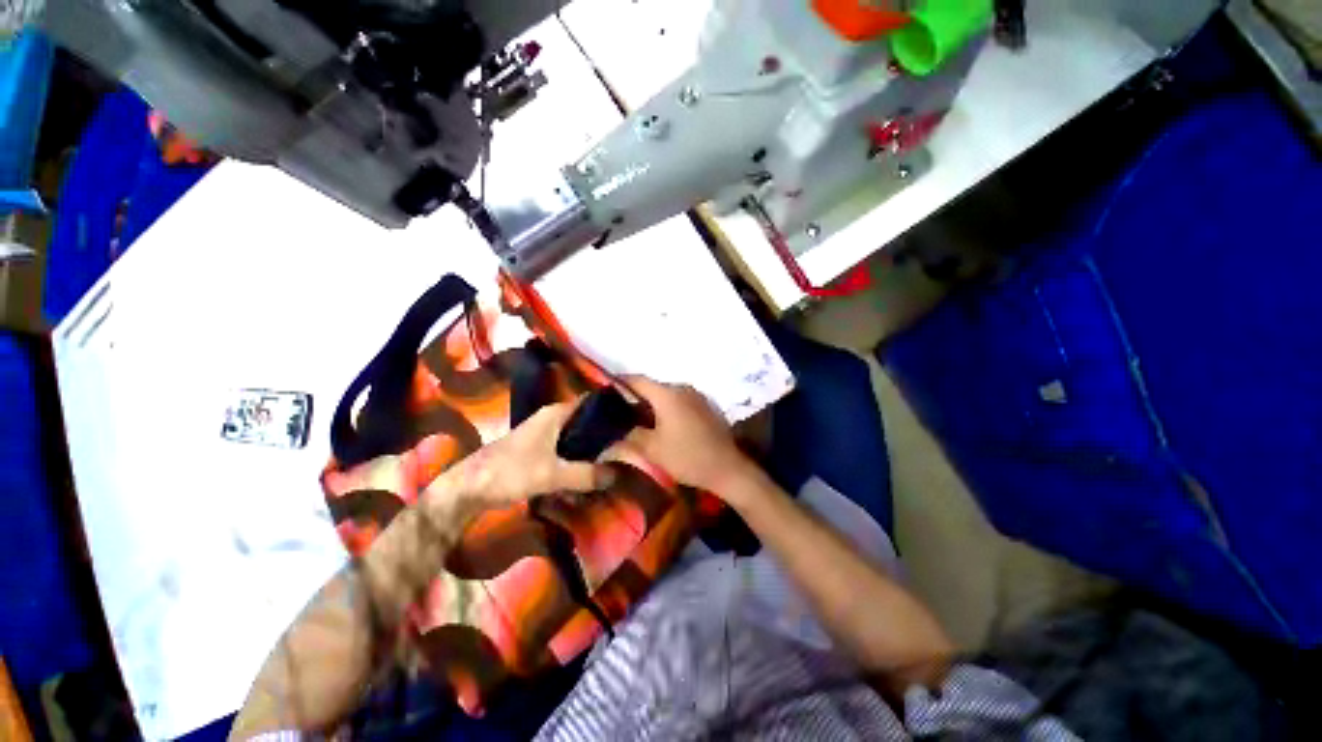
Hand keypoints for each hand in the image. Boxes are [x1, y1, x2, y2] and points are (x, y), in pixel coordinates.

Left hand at [458, 401, 615, 508]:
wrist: (468, 489)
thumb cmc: (511, 472)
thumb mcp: (552, 474)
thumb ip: (586, 474)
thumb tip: (616, 475)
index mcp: (555, 414)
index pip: (591, 403)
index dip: (610, 410)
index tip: (630, 421)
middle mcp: (550, 419)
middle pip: (584, 421)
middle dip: (603, 433)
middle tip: (625, 446)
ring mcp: (542, 434)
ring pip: (574, 436)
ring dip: (589, 447)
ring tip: (612, 459)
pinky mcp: (536, 450)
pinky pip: (564, 449)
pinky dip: (576, 457)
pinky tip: (586, 471)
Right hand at [620, 377, 753, 495]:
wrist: (727, 469)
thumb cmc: (687, 457)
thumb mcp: (653, 449)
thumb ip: (631, 435)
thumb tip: (616, 429)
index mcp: (668, 394)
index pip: (638, 380)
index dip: (620, 383)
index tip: (606, 391)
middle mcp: (683, 389)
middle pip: (653, 387)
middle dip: (636, 397)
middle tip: (620, 411)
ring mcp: (697, 396)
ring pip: (667, 395)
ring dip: (653, 404)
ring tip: (639, 420)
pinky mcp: (706, 406)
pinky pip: (680, 401)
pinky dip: (668, 408)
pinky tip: (663, 425)